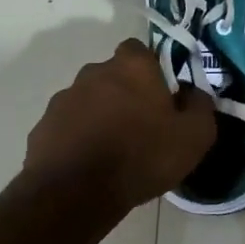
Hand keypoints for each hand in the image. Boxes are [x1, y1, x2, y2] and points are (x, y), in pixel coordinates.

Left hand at [22, 39, 216, 212]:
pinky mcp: (43, 127)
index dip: (151, 70)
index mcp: (132, 66)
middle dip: (125, 94)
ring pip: (89, 100)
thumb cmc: (141, 156)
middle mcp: (94, 72)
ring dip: (100, 116)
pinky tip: (89, 165)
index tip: (161, 96)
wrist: (75, 193)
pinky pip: (68, 126)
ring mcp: (64, 98)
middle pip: (113, 75)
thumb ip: (201, 106)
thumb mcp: (194, 136)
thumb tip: (193, 94)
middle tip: (141, 126)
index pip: (140, 50)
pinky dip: (78, 138)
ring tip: (113, 151)